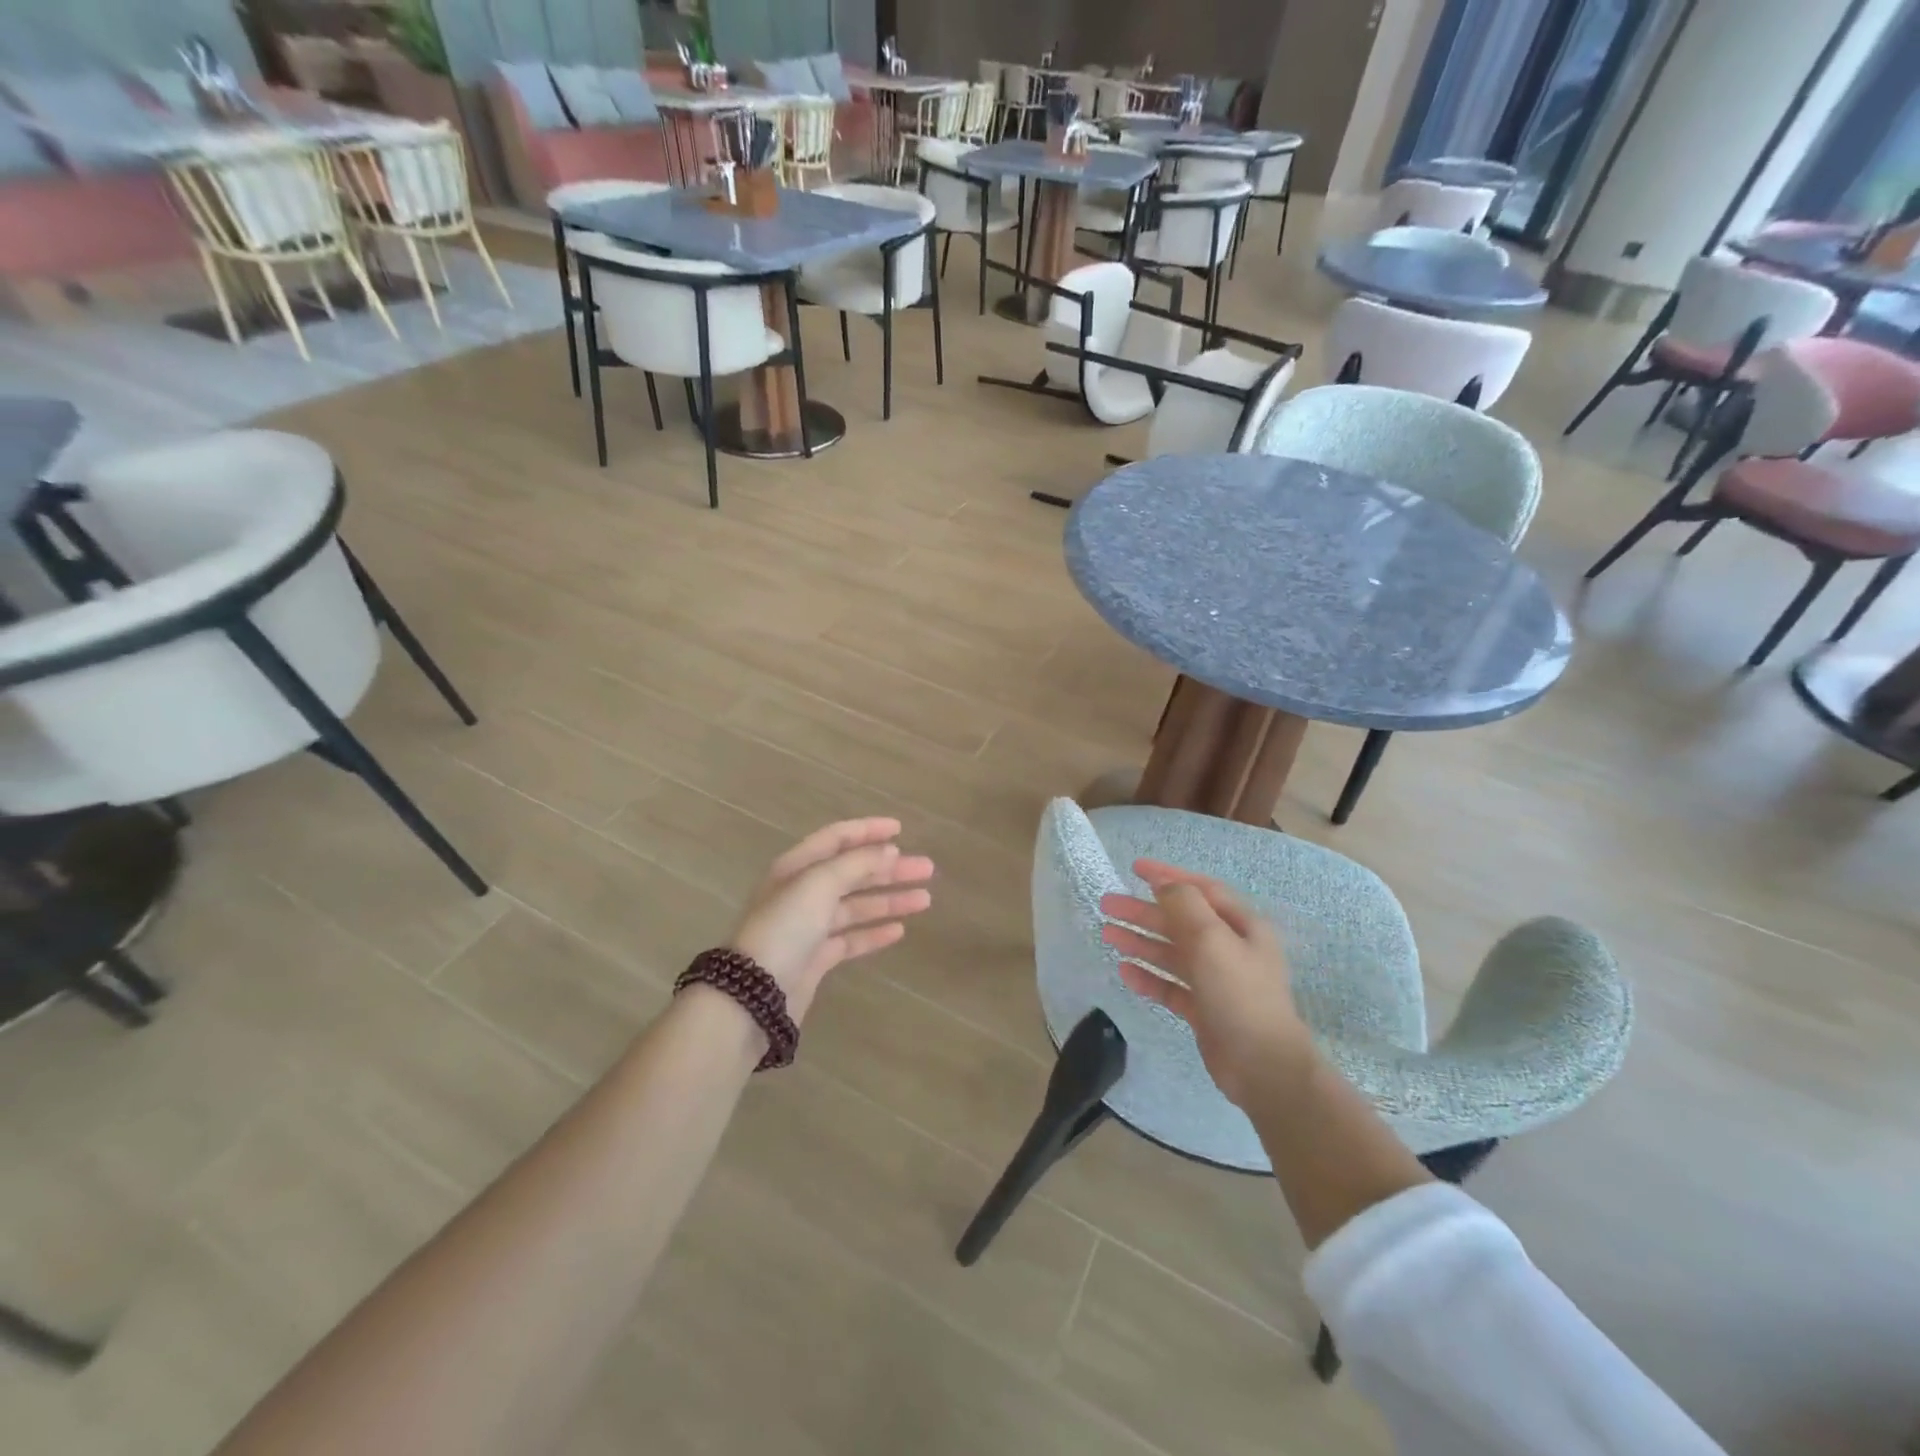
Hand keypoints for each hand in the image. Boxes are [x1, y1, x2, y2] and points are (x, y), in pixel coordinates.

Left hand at [729, 818, 934, 1021]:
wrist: (753, 994)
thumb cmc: (785, 928)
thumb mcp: (819, 884)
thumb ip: (856, 864)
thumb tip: (888, 851)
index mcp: (796, 867)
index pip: (836, 838)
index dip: (868, 830)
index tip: (901, 830)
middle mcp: (802, 892)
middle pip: (852, 872)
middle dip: (890, 869)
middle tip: (927, 869)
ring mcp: (808, 927)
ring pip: (856, 906)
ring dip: (889, 899)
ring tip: (925, 900)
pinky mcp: (816, 958)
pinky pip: (851, 939)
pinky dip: (874, 932)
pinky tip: (899, 930)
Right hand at [1099, 861, 1312, 1108]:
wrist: (1263, 1067)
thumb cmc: (1239, 994)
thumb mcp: (1212, 939)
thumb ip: (1185, 906)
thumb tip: (1164, 886)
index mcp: (1241, 927)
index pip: (1200, 890)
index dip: (1168, 876)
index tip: (1135, 868)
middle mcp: (1230, 949)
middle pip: (1180, 921)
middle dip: (1144, 911)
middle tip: (1107, 904)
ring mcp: (1216, 981)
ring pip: (1172, 953)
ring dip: (1141, 941)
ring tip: (1107, 933)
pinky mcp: (1204, 1010)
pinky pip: (1171, 986)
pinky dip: (1149, 977)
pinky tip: (1125, 972)